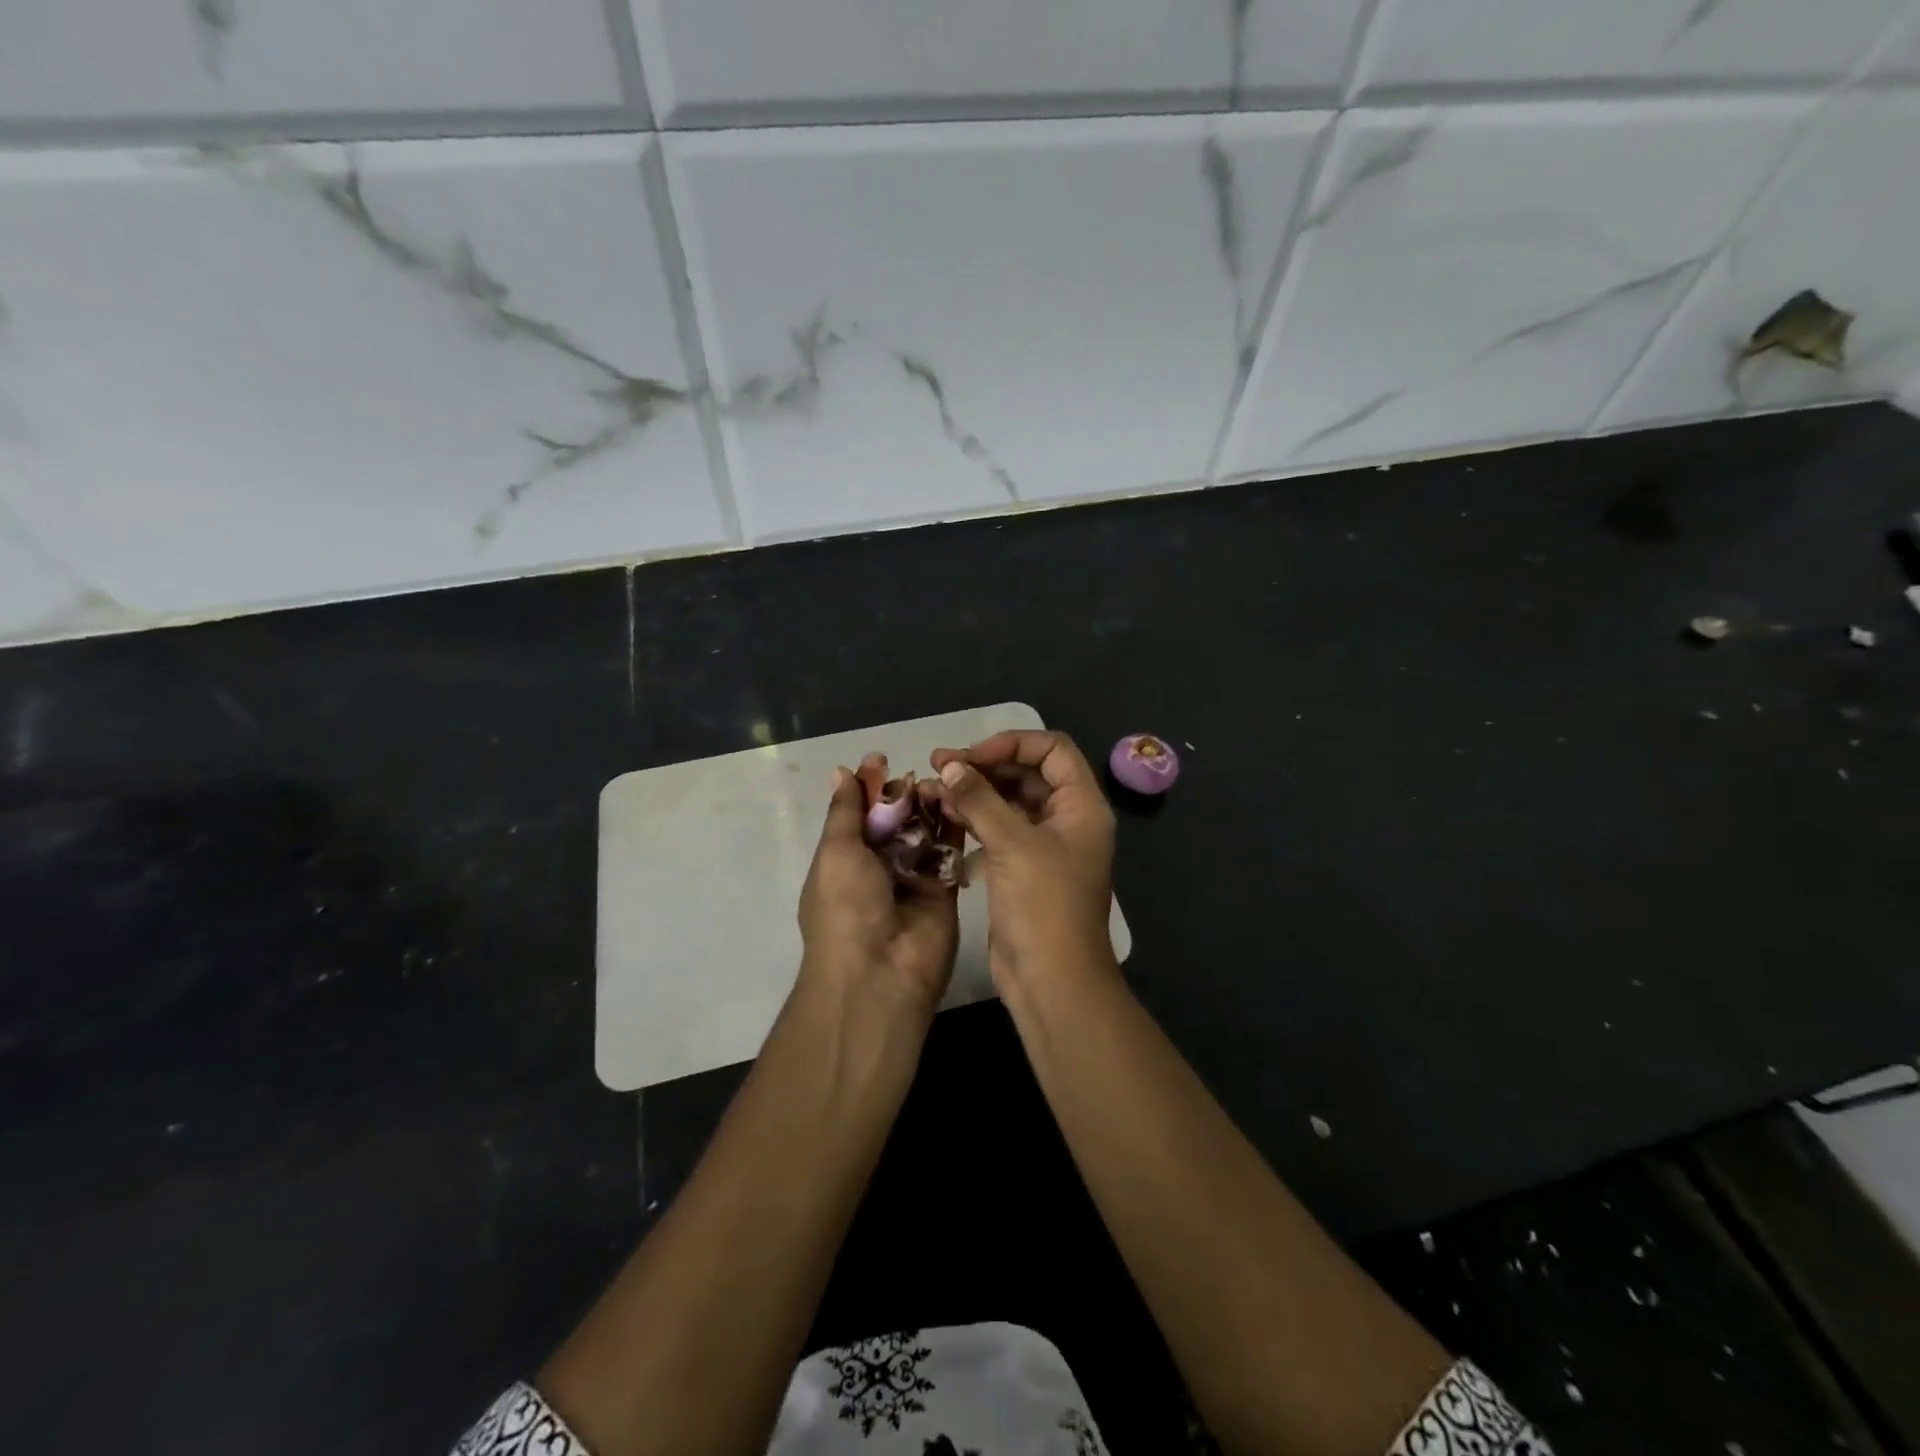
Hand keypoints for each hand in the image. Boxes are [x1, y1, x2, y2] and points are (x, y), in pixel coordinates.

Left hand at [797, 766, 959, 1016]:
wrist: (880, 974)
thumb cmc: (846, 908)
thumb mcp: (836, 852)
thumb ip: (845, 812)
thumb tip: (841, 772)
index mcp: (844, 861)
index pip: (858, 815)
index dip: (868, 788)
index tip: (882, 759)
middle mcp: (878, 868)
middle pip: (893, 821)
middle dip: (901, 795)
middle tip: (917, 773)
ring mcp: (913, 879)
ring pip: (923, 832)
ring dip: (928, 806)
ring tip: (940, 780)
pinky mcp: (944, 889)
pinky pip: (949, 851)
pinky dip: (953, 825)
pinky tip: (959, 799)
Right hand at [930, 731, 1116, 990]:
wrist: (1051, 979)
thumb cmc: (1043, 905)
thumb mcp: (1013, 844)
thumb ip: (980, 799)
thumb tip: (951, 766)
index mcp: (1081, 806)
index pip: (1052, 750)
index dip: (1013, 744)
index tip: (972, 756)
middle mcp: (1067, 819)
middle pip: (1027, 773)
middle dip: (985, 766)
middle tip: (940, 765)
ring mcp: (1044, 845)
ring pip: (1009, 802)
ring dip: (975, 792)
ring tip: (934, 787)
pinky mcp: (1022, 869)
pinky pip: (998, 830)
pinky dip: (974, 819)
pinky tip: (944, 816)